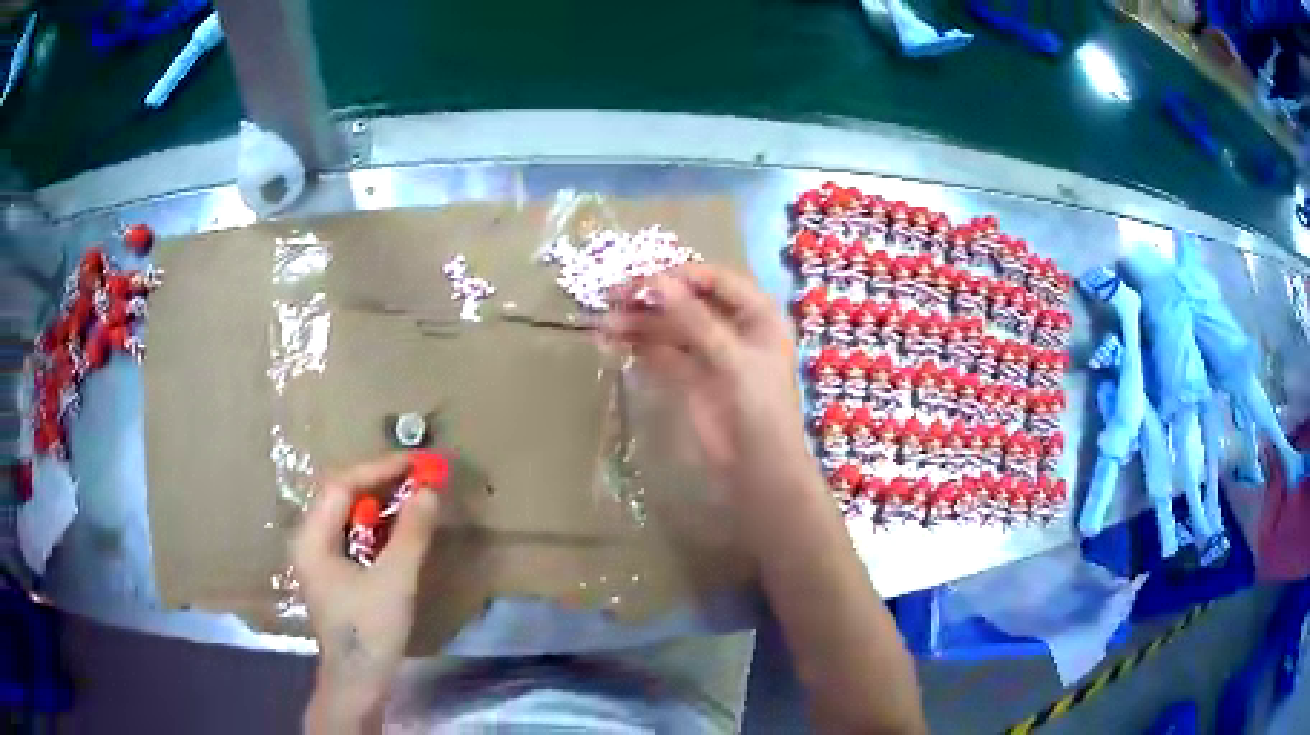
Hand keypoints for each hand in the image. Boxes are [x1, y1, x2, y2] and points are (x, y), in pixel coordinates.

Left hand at [291, 454, 440, 733]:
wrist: (358, 682)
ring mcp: (318, 557)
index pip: (341, 485)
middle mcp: (309, 540)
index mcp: (312, 538)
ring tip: (413, 494)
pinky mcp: (332, 573)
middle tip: (417, 475)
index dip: (378, 469)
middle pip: (341, 495)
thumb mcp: (394, 581)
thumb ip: (411, 533)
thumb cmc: (370, 632)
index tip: (415, 462)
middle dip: (379, 482)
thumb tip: (429, 491)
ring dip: (379, 503)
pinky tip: (399, 528)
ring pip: (347, 515)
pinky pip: (352, 535)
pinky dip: (376, 526)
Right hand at [601, 264, 815, 502]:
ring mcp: (709, 351)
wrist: (758, 469)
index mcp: (757, 313)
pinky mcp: (689, 376)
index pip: (715, 280)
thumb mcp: (732, 358)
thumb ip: (694, 319)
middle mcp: (733, 326)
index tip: (642, 279)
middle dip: (652, 298)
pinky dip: (639, 344)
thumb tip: (654, 281)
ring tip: (605, 324)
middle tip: (613, 297)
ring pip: (670, 326)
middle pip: (688, 300)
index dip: (680, 276)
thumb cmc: (760, 408)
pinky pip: (662, 351)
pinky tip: (613, 340)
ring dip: (639, 322)